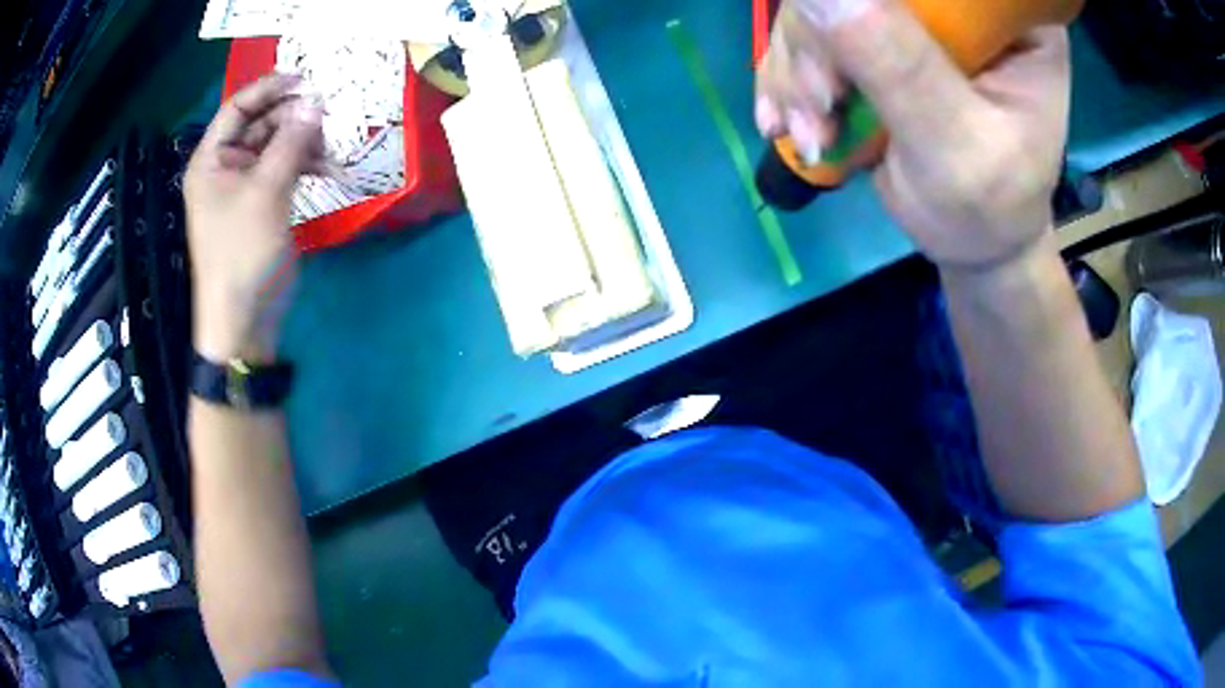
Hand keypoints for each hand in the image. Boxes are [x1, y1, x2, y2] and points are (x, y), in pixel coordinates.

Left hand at [184, 74, 324, 361]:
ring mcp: (242, 188)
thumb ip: (291, 142)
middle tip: (327, 119)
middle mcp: (224, 168)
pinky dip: (302, 166)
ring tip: (330, 149)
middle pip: (260, 125)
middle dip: (293, 119)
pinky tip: (325, 168)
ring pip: (275, 148)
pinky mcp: (260, 206)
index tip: (307, 80)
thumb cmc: (243, 253)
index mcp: (211, 160)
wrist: (243, 320)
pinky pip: (282, 171)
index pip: (238, 108)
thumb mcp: (266, 192)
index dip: (270, 88)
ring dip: (302, 143)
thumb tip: (315, 103)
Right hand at [756, 0, 1069, 271]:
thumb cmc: (990, 207)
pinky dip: (788, 79)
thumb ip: (899, 65)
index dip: (872, 2)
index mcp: (1006, 16)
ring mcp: (915, 15)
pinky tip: (789, 121)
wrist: (974, 241)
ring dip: (798, 70)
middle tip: (820, 106)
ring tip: (810, 131)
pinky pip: (810, 33)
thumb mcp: (957, 146)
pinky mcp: (877, 35)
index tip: (841, 55)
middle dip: (820, 40)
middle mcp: (958, 2)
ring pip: (820, 4)